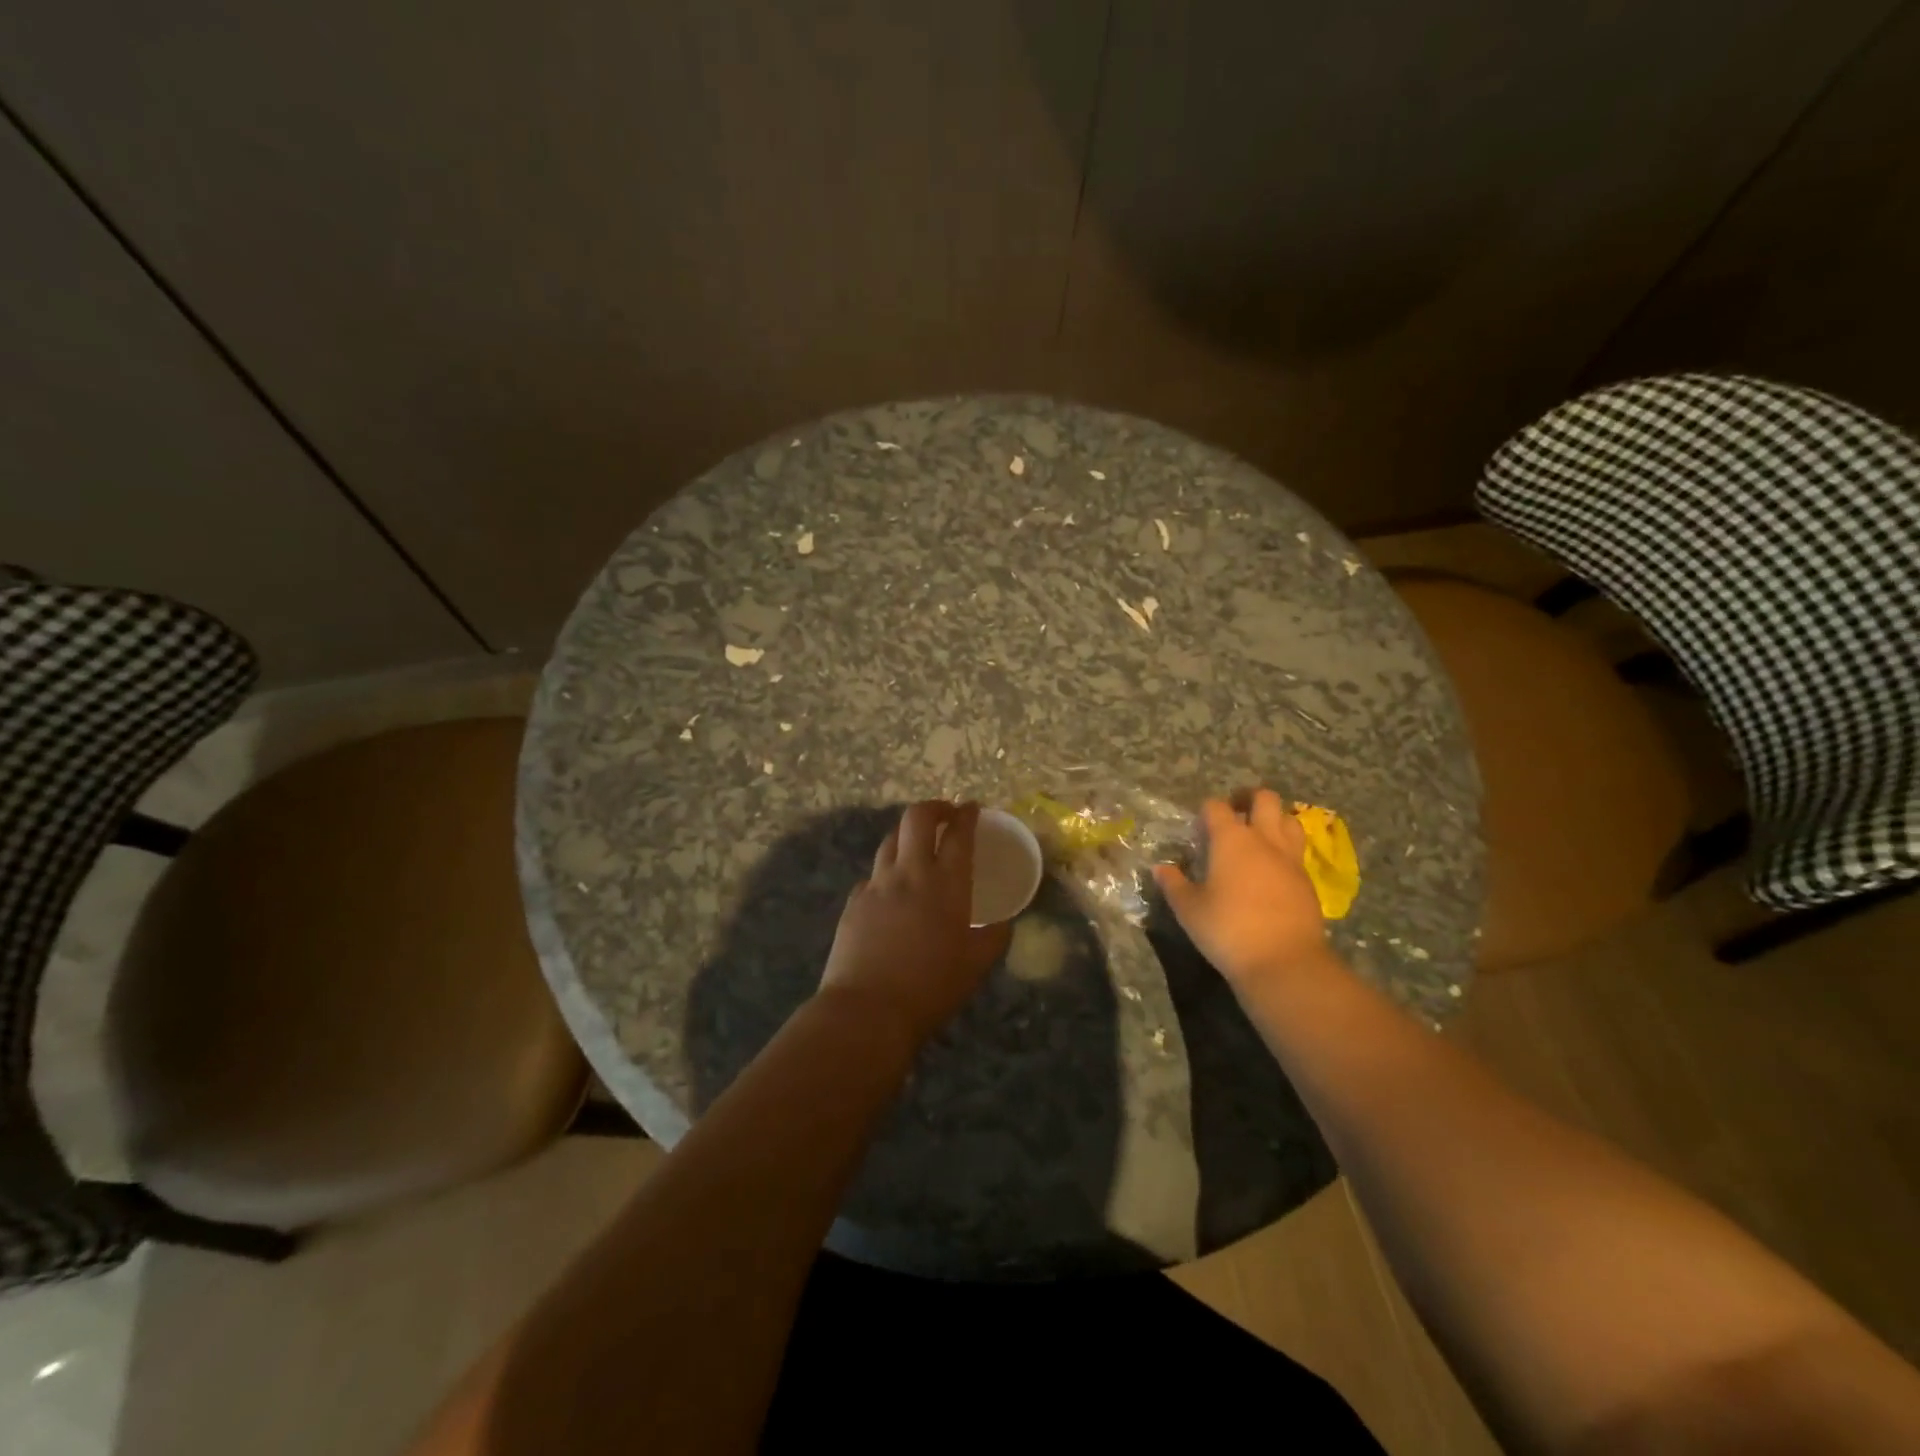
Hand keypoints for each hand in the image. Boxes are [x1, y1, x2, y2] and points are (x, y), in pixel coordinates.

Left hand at [818, 801, 1011, 1044]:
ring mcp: (877, 884)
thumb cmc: (931, 988)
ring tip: (918, 845)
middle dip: (934, 807)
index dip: (967, 815)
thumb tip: (1002, 922)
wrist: (867, 1010)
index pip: (959, 834)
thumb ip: (994, 937)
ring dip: (907, 834)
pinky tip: (891, 889)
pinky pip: (873, 874)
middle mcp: (910, 873)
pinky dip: (887, 871)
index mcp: (947, 884)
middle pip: (917, 818)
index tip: (972, 808)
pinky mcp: (854, 901)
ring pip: (890, 840)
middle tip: (946, 814)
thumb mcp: (976, 966)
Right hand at [1153, 789, 1330, 986]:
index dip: (1206, 811)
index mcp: (1231, 839)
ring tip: (1259, 834)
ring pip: (1289, 819)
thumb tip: (1160, 869)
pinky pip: (1297, 850)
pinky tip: (1273, 868)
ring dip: (1274, 819)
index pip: (1216, 807)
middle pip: (1264, 799)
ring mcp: (1291, 859)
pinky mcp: (1307, 881)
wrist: (1284, 962)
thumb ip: (1174, 884)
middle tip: (1235, 811)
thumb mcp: (1189, 909)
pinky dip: (1285, 848)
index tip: (1198, 826)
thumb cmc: (1228, 929)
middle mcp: (1264, 840)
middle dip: (1248, 798)